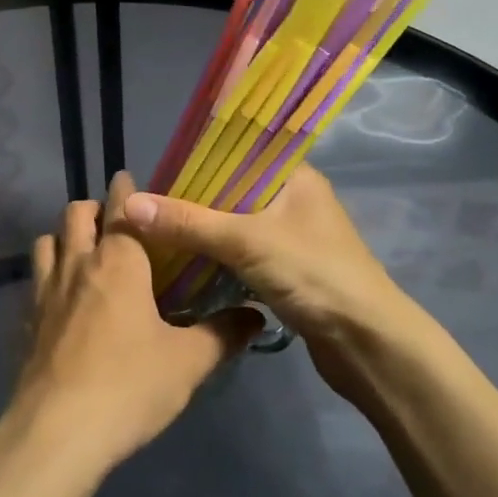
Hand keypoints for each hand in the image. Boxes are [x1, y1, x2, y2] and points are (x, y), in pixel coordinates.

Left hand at [0, 172, 258, 482]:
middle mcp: (78, 264)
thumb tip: (257, 316)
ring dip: (64, 237)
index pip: (121, 206)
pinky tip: (62, 301)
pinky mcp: (27, 322)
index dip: (125, 188)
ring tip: (84, 253)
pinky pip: (34, 281)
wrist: (58, 432)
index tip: (130, 179)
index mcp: (119, 262)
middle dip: (93, 208)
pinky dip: (47, 276)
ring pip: (47, 242)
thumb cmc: (129, 385)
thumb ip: (223, 335)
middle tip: (115, 222)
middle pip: (75, 214)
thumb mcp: (188, 363)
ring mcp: (45, 292)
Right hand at [122, 165, 407, 355]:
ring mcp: (292, 236)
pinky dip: (216, 256)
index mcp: (294, 176)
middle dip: (193, 198)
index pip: (240, 151)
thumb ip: (189, 222)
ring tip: (157, 229)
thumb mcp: (246, 241)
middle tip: (148, 204)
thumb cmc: (314, 275)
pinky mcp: (288, 270)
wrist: (368, 344)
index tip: (159, 168)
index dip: (200, 157)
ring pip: (236, 223)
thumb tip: (130, 206)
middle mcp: (294, 199)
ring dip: (204, 229)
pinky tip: (183, 261)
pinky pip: (242, 253)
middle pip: (233, 189)